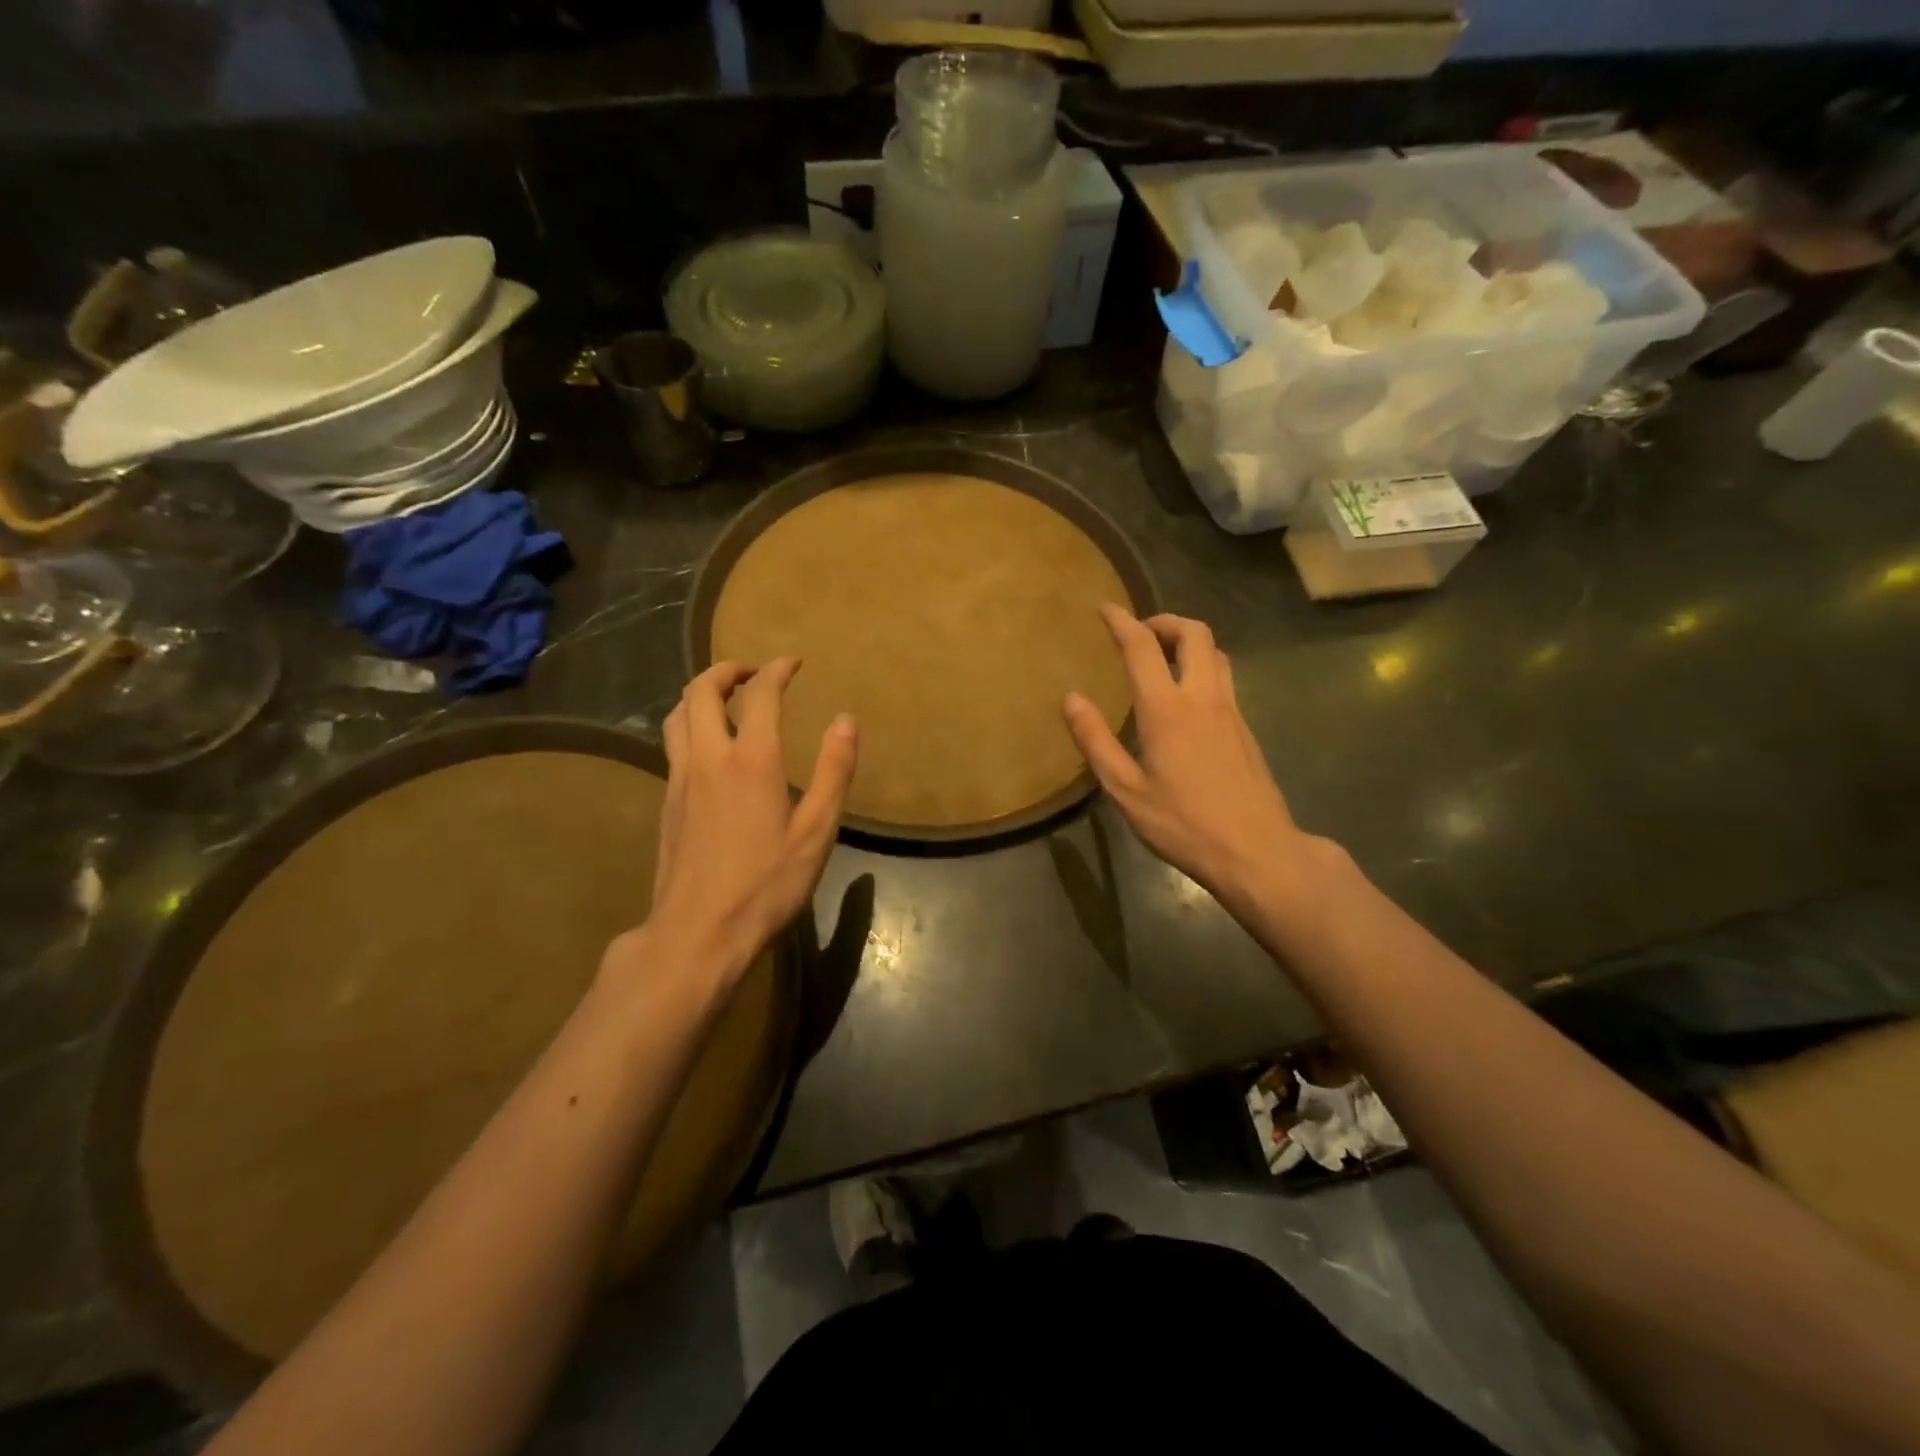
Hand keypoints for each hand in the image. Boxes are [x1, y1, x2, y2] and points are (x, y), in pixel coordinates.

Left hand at [610, 658, 856, 991]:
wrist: (698, 932)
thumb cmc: (766, 884)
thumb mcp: (816, 832)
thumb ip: (834, 771)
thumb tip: (847, 720)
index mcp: (751, 761)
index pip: (760, 695)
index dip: (777, 670)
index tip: (793, 662)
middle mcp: (708, 758)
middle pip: (700, 691)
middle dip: (726, 670)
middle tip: (752, 673)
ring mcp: (680, 780)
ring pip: (676, 715)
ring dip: (699, 694)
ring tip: (725, 700)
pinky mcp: (667, 803)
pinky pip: (672, 744)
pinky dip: (688, 725)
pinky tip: (709, 749)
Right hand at [1064, 606, 1305, 910]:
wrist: (1256, 851)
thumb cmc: (1183, 824)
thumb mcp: (1126, 790)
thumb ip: (1096, 741)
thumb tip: (1072, 699)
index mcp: (1167, 709)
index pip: (1142, 646)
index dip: (1121, 621)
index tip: (1104, 608)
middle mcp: (1202, 698)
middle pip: (1194, 633)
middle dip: (1164, 621)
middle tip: (1139, 632)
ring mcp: (1230, 711)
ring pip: (1215, 652)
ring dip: (1188, 641)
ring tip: (1162, 656)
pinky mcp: (1245, 728)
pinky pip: (1223, 678)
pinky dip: (1201, 666)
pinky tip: (1185, 696)